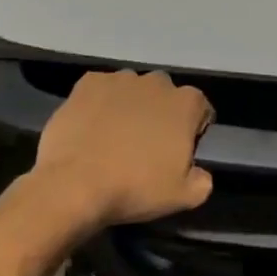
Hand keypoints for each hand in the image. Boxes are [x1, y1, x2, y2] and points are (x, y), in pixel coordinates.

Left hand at [30, 70, 213, 229]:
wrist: (73, 185)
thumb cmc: (135, 188)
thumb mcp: (184, 196)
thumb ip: (203, 180)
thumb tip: (200, 174)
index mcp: (187, 103)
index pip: (200, 109)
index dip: (192, 130)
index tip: (179, 152)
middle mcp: (158, 82)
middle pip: (166, 95)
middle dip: (161, 114)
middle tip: (147, 145)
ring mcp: (121, 79)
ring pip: (133, 89)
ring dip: (131, 106)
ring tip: (116, 136)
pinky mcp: (87, 83)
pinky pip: (101, 89)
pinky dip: (100, 103)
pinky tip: (92, 127)